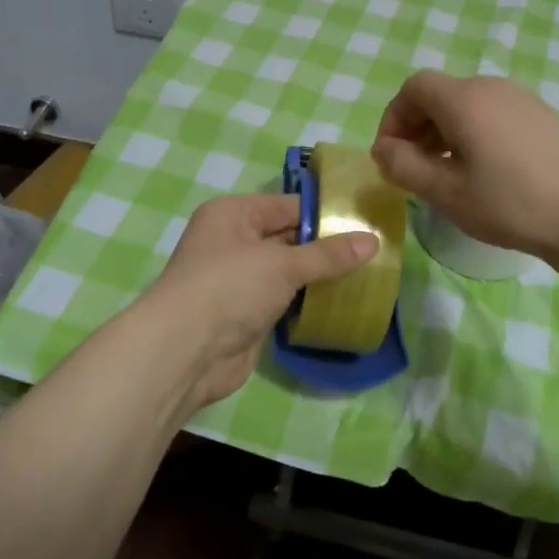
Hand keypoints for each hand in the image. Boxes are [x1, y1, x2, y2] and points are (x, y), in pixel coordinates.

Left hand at [139, 193, 376, 411]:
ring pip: (288, 271)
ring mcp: (239, 279)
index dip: (326, 213)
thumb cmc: (229, 288)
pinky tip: (341, 303)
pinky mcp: (246, 313)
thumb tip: (373, 241)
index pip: (288, 205)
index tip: (366, 221)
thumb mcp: (282, 264)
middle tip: (374, 251)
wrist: (184, 352)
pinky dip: (308, 301)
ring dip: (320, 276)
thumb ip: (328, 255)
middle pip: (289, 237)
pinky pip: (284, 299)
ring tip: (368, 275)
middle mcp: (234, 241)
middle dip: (327, 246)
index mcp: (234, 214)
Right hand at [371, 71, 558, 259]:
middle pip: (440, 94)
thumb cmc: (510, 205)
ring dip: (445, 131)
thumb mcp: (445, 192)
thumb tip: (383, 149)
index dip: (394, 118)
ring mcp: (523, 98)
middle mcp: (492, 87)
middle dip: (417, 126)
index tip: (391, 155)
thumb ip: (403, 166)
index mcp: (465, 99)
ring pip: (468, 104)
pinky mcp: (543, 115)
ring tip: (447, 172)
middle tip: (414, 168)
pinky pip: (494, 113)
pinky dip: (474, 132)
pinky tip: (484, 170)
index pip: (414, 88)